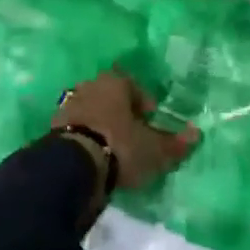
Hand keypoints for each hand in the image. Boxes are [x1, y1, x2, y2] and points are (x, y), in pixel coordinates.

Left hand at [53, 69, 197, 190]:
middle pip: (110, 97)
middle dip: (121, 114)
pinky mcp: (51, 128)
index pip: (134, 86)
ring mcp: (68, 106)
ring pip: (91, 112)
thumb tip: (197, 133)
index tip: (150, 124)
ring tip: (112, 150)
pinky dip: (85, 139)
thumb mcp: (155, 149)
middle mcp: (89, 86)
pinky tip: (93, 158)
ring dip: (101, 126)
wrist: (72, 167)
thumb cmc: (120, 147)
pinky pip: (75, 129)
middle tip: (132, 136)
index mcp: (115, 82)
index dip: (145, 106)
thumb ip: (176, 142)